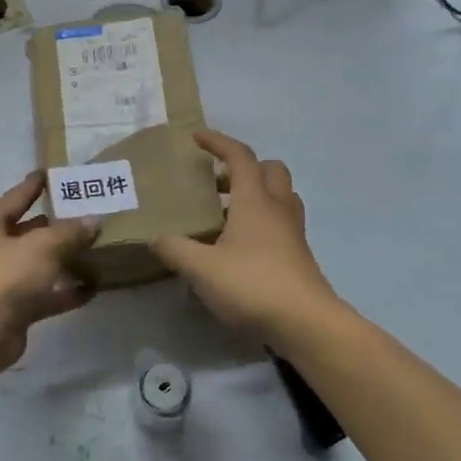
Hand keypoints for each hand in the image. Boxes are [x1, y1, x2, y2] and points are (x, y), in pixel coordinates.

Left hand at [0, 174, 98, 374]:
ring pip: (38, 266)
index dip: (34, 186)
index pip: (15, 198)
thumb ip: (70, 232)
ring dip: (64, 261)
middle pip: (27, 233)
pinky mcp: (13, 311)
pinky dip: (65, 292)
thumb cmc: (4, 275)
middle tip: (87, 214)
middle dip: (56, 226)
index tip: (52, 173)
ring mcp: (0, 283)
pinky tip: (92, 288)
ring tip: (97, 250)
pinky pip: (44, 295)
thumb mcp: (42, 246)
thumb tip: (94, 220)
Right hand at [150, 131, 336, 340]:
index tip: (197, 138)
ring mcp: (293, 232)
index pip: (239, 157)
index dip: (218, 142)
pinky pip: (281, 222)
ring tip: (226, 214)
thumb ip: (175, 250)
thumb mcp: (202, 269)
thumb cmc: (252, 284)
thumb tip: (154, 239)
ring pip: (280, 196)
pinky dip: (262, 221)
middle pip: (270, 170)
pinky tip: (240, 246)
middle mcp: (277, 208)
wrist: (305, 322)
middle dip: (244, 168)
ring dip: (256, 194)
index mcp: (255, 200)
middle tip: (217, 182)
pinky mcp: (298, 255)